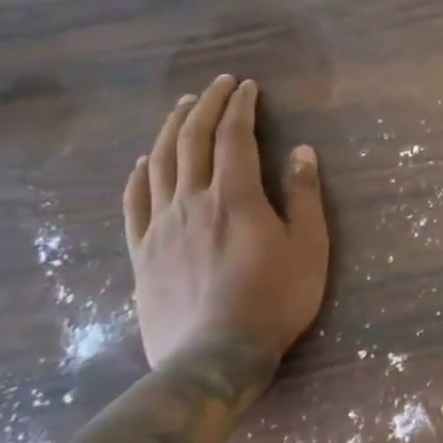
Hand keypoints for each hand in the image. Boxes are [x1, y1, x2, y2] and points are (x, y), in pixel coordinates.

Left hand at [123, 75, 329, 368]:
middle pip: (193, 140)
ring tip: (181, 107)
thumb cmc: (273, 300)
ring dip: (171, 129)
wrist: (213, 358)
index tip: (248, 86)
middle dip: (206, 105)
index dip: (241, 106)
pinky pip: (134, 205)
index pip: (235, 135)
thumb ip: (304, 195)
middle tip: (217, 84)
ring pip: (159, 164)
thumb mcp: (308, 246)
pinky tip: (141, 163)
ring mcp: (161, 227)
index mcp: (235, 195)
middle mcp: (193, 200)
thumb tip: (302, 150)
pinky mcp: (141, 253)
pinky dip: (137, 176)